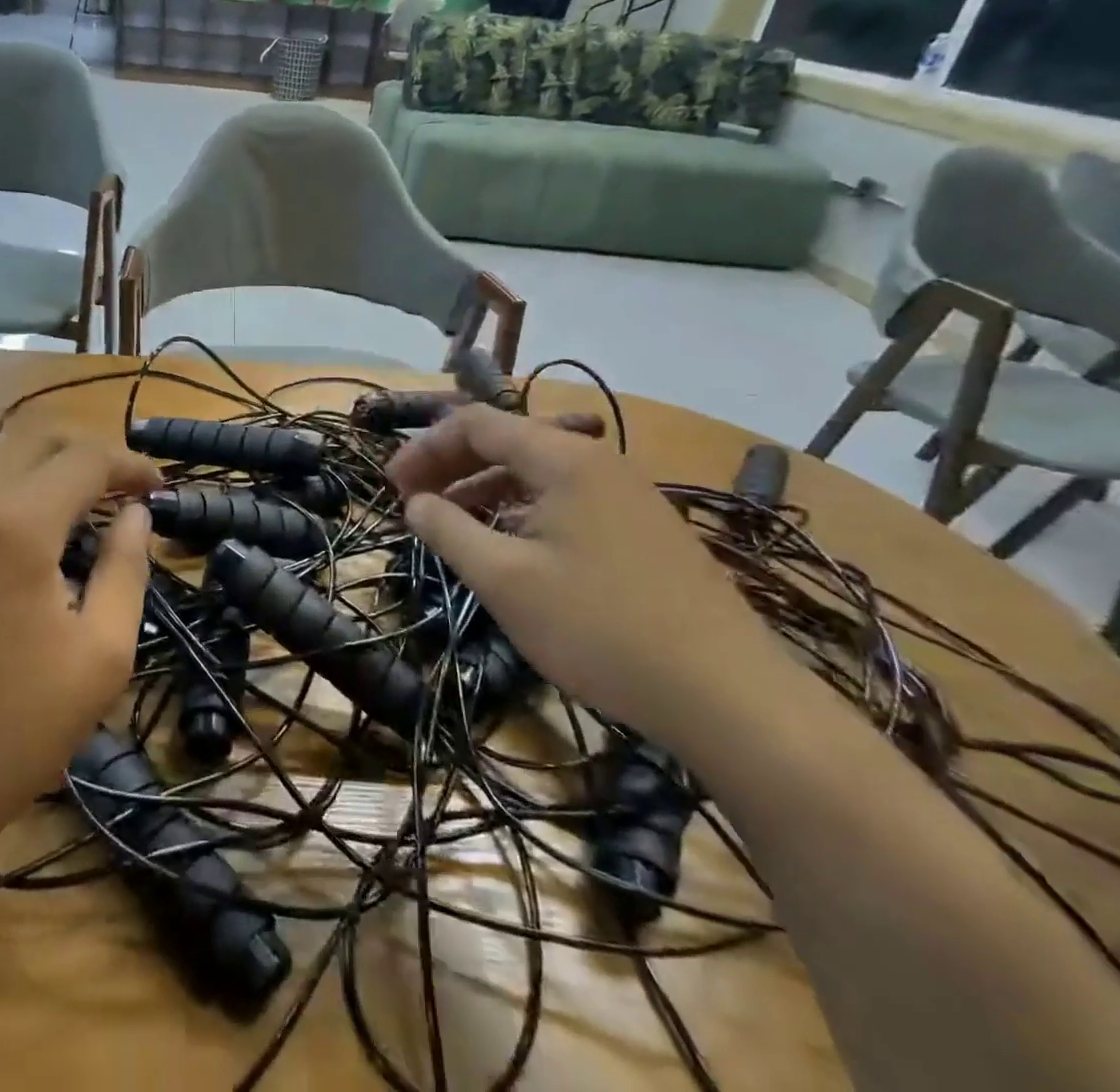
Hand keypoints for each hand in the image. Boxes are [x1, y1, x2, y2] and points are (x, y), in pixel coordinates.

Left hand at [0, 432, 161, 886]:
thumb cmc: (7, 736)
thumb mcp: (100, 658)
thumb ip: (126, 571)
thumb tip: (136, 516)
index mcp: (16, 525)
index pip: (85, 458)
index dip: (130, 464)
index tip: (156, 488)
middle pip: (30, 438)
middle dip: (83, 452)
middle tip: (114, 488)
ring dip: (26, 460)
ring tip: (53, 499)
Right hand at [388, 407, 782, 744]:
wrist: (728, 694)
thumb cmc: (599, 627)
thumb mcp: (505, 580)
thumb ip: (448, 530)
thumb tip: (414, 502)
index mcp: (562, 457)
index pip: (476, 424)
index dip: (425, 449)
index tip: (392, 487)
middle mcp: (597, 460)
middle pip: (507, 441)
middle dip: (452, 466)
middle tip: (414, 503)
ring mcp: (627, 493)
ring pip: (537, 473)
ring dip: (485, 490)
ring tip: (453, 527)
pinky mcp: (643, 529)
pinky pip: (566, 500)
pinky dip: (523, 512)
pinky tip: (511, 549)